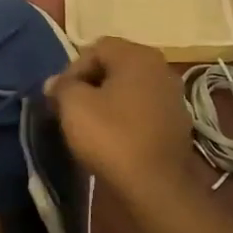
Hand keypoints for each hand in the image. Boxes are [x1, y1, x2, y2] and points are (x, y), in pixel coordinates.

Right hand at [45, 36, 192, 202]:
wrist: (155, 185)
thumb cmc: (111, 136)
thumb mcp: (74, 105)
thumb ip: (61, 86)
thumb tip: (55, 83)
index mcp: (138, 56)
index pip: (96, 48)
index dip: (72, 69)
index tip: (60, 96)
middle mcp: (161, 68)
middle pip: (115, 66)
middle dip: (89, 84)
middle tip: (71, 108)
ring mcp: (173, 96)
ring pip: (129, 89)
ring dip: (107, 101)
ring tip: (89, 125)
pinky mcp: (177, 123)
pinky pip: (142, 110)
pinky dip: (125, 118)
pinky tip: (113, 138)